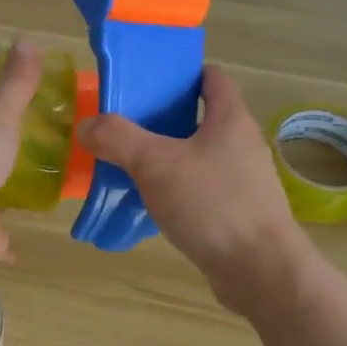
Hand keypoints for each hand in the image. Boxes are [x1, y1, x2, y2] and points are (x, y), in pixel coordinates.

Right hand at [77, 65, 310, 317]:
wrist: (260, 272)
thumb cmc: (212, 205)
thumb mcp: (155, 164)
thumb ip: (117, 139)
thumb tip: (87, 125)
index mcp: (231, 119)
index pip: (213, 78)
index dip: (181, 73)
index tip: (147, 81)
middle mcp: (242, 144)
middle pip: (200, 118)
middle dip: (163, 119)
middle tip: (124, 126)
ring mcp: (243, 181)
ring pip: (198, 157)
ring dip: (167, 158)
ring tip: (129, 166)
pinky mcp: (238, 213)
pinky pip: (201, 190)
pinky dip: (176, 190)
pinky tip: (150, 204)